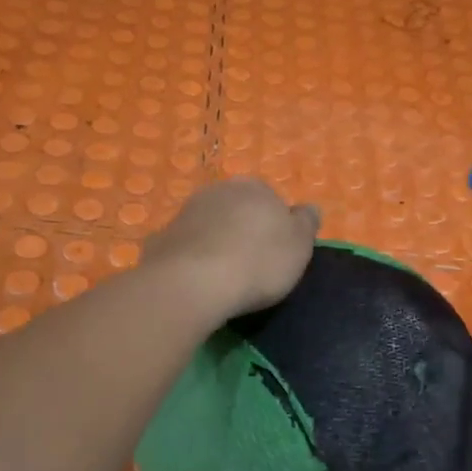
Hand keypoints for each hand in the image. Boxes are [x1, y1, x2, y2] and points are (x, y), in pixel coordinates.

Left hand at [143, 178, 320, 321]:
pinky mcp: (162, 238)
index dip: (276, 226)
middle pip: (237, 209)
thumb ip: (306, 223)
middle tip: (253, 264)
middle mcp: (218, 190)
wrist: (194, 282)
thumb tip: (309, 208)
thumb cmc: (258, 262)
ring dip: (217, 242)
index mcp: (255, 187)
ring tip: (225, 276)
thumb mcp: (299, 245)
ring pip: (209, 225)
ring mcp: (185, 212)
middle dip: (244, 230)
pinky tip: (199, 281)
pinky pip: (186, 247)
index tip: (278, 253)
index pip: (271, 199)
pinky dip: (193, 259)